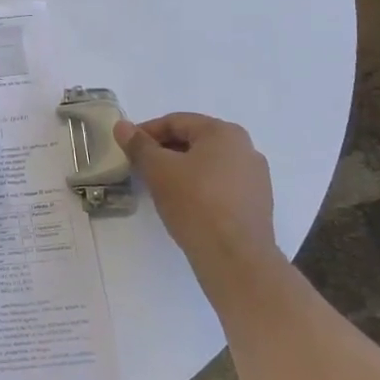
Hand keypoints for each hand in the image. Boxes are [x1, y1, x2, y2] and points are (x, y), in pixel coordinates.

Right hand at [116, 113, 276, 277]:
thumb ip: (138, 144)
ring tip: (159, 187)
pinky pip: (220, 185)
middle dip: (164, 151)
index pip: (176, 122)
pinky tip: (184, 204)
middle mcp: (246, 149)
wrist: (235, 258)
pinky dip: (199, 187)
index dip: (146, 132)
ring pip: (207, 164)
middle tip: (140, 167)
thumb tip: (122, 125)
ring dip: (181, 169)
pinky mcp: (257, 204)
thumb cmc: (195, 203)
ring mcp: (255, 178)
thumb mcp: (158, 169)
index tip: (127, 148)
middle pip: (193, 141)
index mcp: (224, 133)